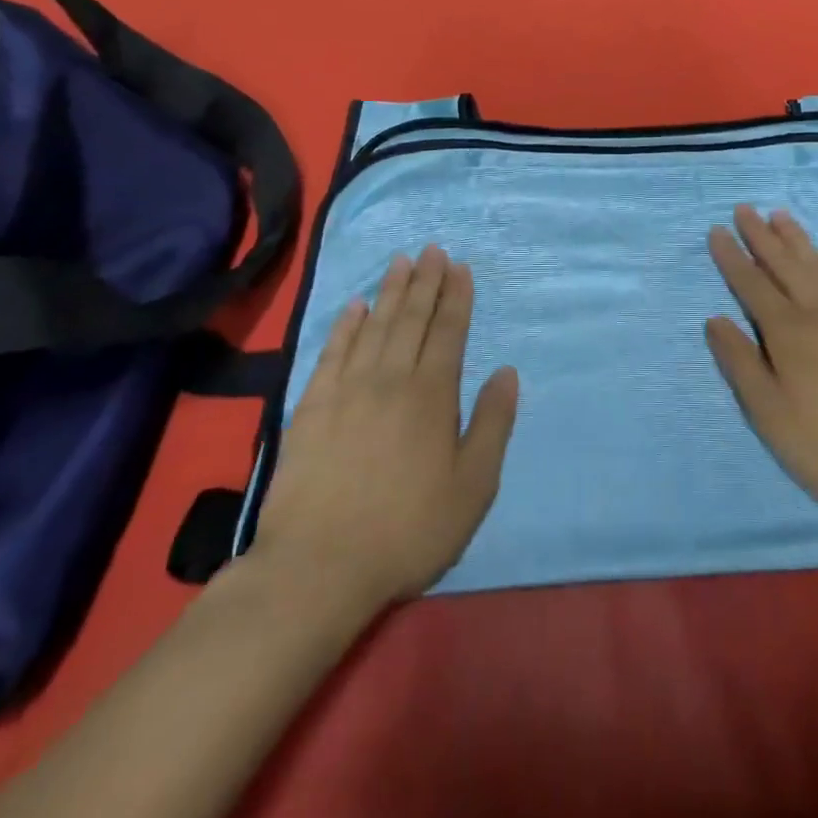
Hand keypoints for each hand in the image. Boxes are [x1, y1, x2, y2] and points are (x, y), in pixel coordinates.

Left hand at [249, 247, 518, 612]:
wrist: (317, 568)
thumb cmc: (408, 530)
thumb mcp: (473, 487)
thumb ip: (492, 424)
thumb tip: (507, 371)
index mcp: (432, 394)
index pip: (448, 331)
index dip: (456, 296)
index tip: (459, 267)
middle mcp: (391, 378)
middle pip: (412, 318)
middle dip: (426, 281)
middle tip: (432, 250)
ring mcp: (347, 389)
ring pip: (374, 326)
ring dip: (390, 291)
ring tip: (401, 262)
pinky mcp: (311, 407)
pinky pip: (332, 352)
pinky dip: (345, 325)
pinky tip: (354, 306)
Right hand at [705, 206, 817, 518]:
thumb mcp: (771, 415)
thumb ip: (741, 364)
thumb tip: (714, 319)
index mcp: (788, 332)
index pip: (751, 284)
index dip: (732, 257)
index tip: (717, 230)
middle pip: (785, 264)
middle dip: (761, 236)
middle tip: (745, 209)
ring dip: (797, 238)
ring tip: (780, 215)